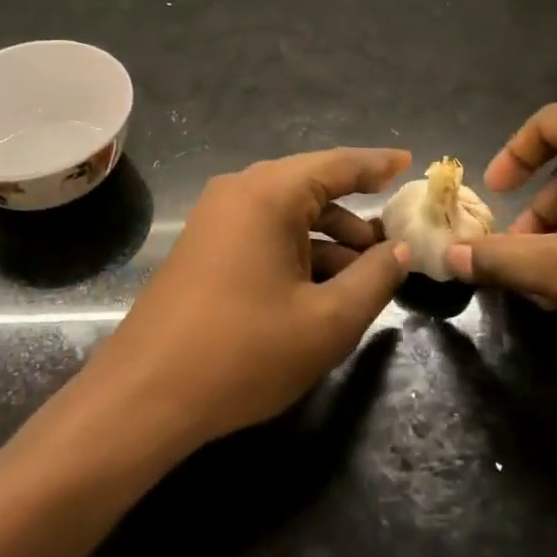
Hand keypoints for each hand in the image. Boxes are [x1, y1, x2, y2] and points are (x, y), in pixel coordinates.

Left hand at [84, 148, 412, 449]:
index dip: (377, 164)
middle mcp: (239, 192)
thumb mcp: (326, 321)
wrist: (146, 394)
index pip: (336, 164)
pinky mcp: (204, 248)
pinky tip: (322, 286)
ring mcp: (216, 220)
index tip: (409, 163)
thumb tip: (400, 250)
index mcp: (268, 194)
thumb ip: (374, 279)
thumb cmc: (244, 352)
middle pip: (310, 187)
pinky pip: (263, 233)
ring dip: (328, 237)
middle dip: (355, 211)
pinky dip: (298, 250)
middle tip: (397, 235)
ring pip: (287, 214)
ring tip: (367, 272)